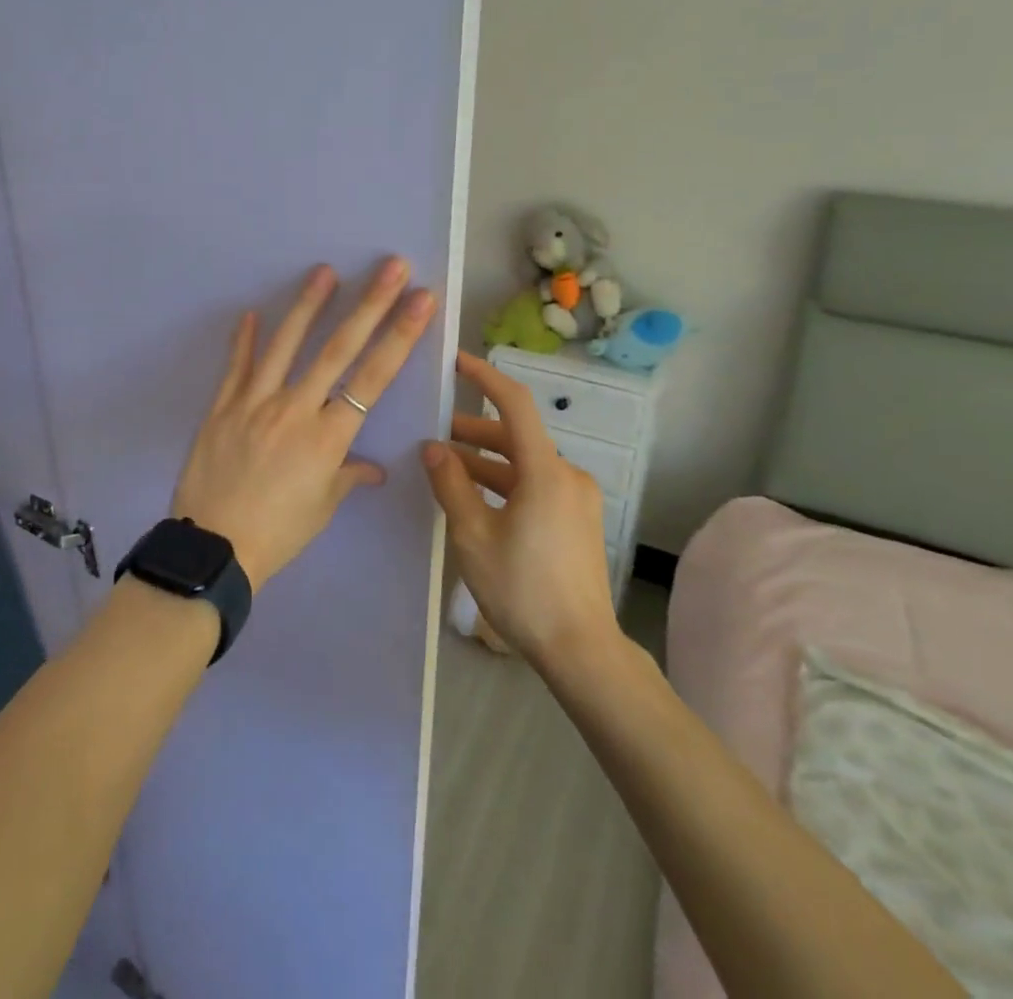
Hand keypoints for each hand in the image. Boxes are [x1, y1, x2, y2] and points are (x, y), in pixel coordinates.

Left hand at [171, 258, 436, 592]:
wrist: (213, 550)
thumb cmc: (278, 534)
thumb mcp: (322, 508)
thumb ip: (348, 477)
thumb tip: (373, 468)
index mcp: (328, 437)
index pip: (374, 377)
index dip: (400, 336)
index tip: (421, 301)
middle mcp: (296, 409)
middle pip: (339, 349)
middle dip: (370, 305)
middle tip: (391, 267)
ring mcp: (255, 403)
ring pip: (286, 345)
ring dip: (308, 305)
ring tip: (325, 271)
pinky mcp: (222, 407)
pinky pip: (236, 367)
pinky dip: (244, 339)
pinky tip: (251, 312)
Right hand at [421, 353, 617, 667]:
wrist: (580, 650)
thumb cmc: (522, 589)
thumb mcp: (473, 536)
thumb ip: (451, 484)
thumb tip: (432, 447)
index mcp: (545, 472)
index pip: (515, 405)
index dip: (485, 378)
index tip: (456, 362)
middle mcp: (568, 475)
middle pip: (516, 437)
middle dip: (473, 433)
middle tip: (433, 436)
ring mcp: (577, 498)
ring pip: (525, 464)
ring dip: (487, 463)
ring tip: (446, 470)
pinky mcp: (578, 519)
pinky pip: (536, 486)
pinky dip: (505, 484)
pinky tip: (477, 500)